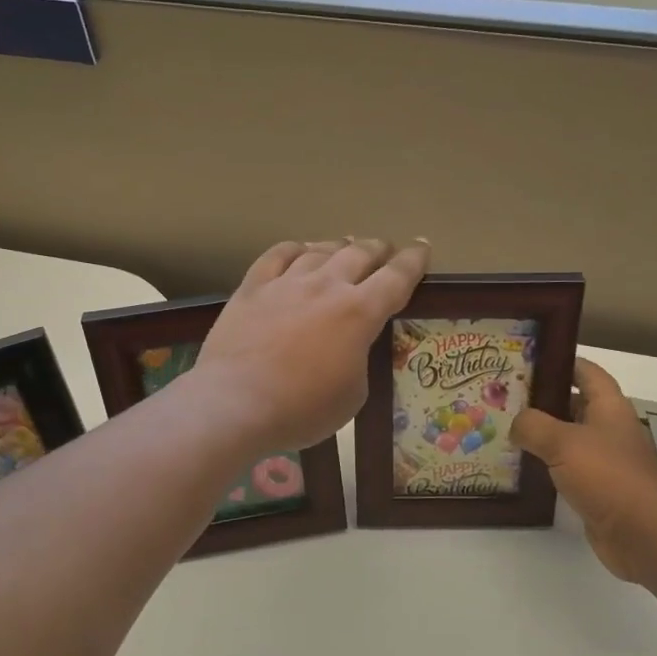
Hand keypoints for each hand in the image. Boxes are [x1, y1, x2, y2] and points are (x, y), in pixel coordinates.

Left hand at [194, 238, 430, 451]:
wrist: (235, 403)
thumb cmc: (301, 409)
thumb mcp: (352, 395)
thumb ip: (358, 360)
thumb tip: (348, 348)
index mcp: (359, 313)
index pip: (396, 278)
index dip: (413, 261)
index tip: (422, 249)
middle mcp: (326, 287)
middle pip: (359, 254)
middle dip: (377, 249)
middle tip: (384, 250)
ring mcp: (286, 283)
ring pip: (320, 250)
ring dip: (339, 246)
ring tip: (345, 246)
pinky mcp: (252, 288)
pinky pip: (276, 255)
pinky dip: (295, 248)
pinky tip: (299, 250)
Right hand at [511, 358, 656, 585]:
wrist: (641, 534)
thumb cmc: (607, 476)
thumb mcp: (563, 442)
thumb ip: (534, 426)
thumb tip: (516, 423)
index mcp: (609, 407)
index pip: (586, 372)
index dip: (561, 362)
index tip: (527, 359)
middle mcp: (609, 429)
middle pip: (574, 404)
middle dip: (542, 399)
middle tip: (504, 397)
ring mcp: (605, 460)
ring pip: (568, 437)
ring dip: (541, 434)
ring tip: (505, 428)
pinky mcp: (598, 488)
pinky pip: (567, 468)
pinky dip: (546, 464)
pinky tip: (520, 465)